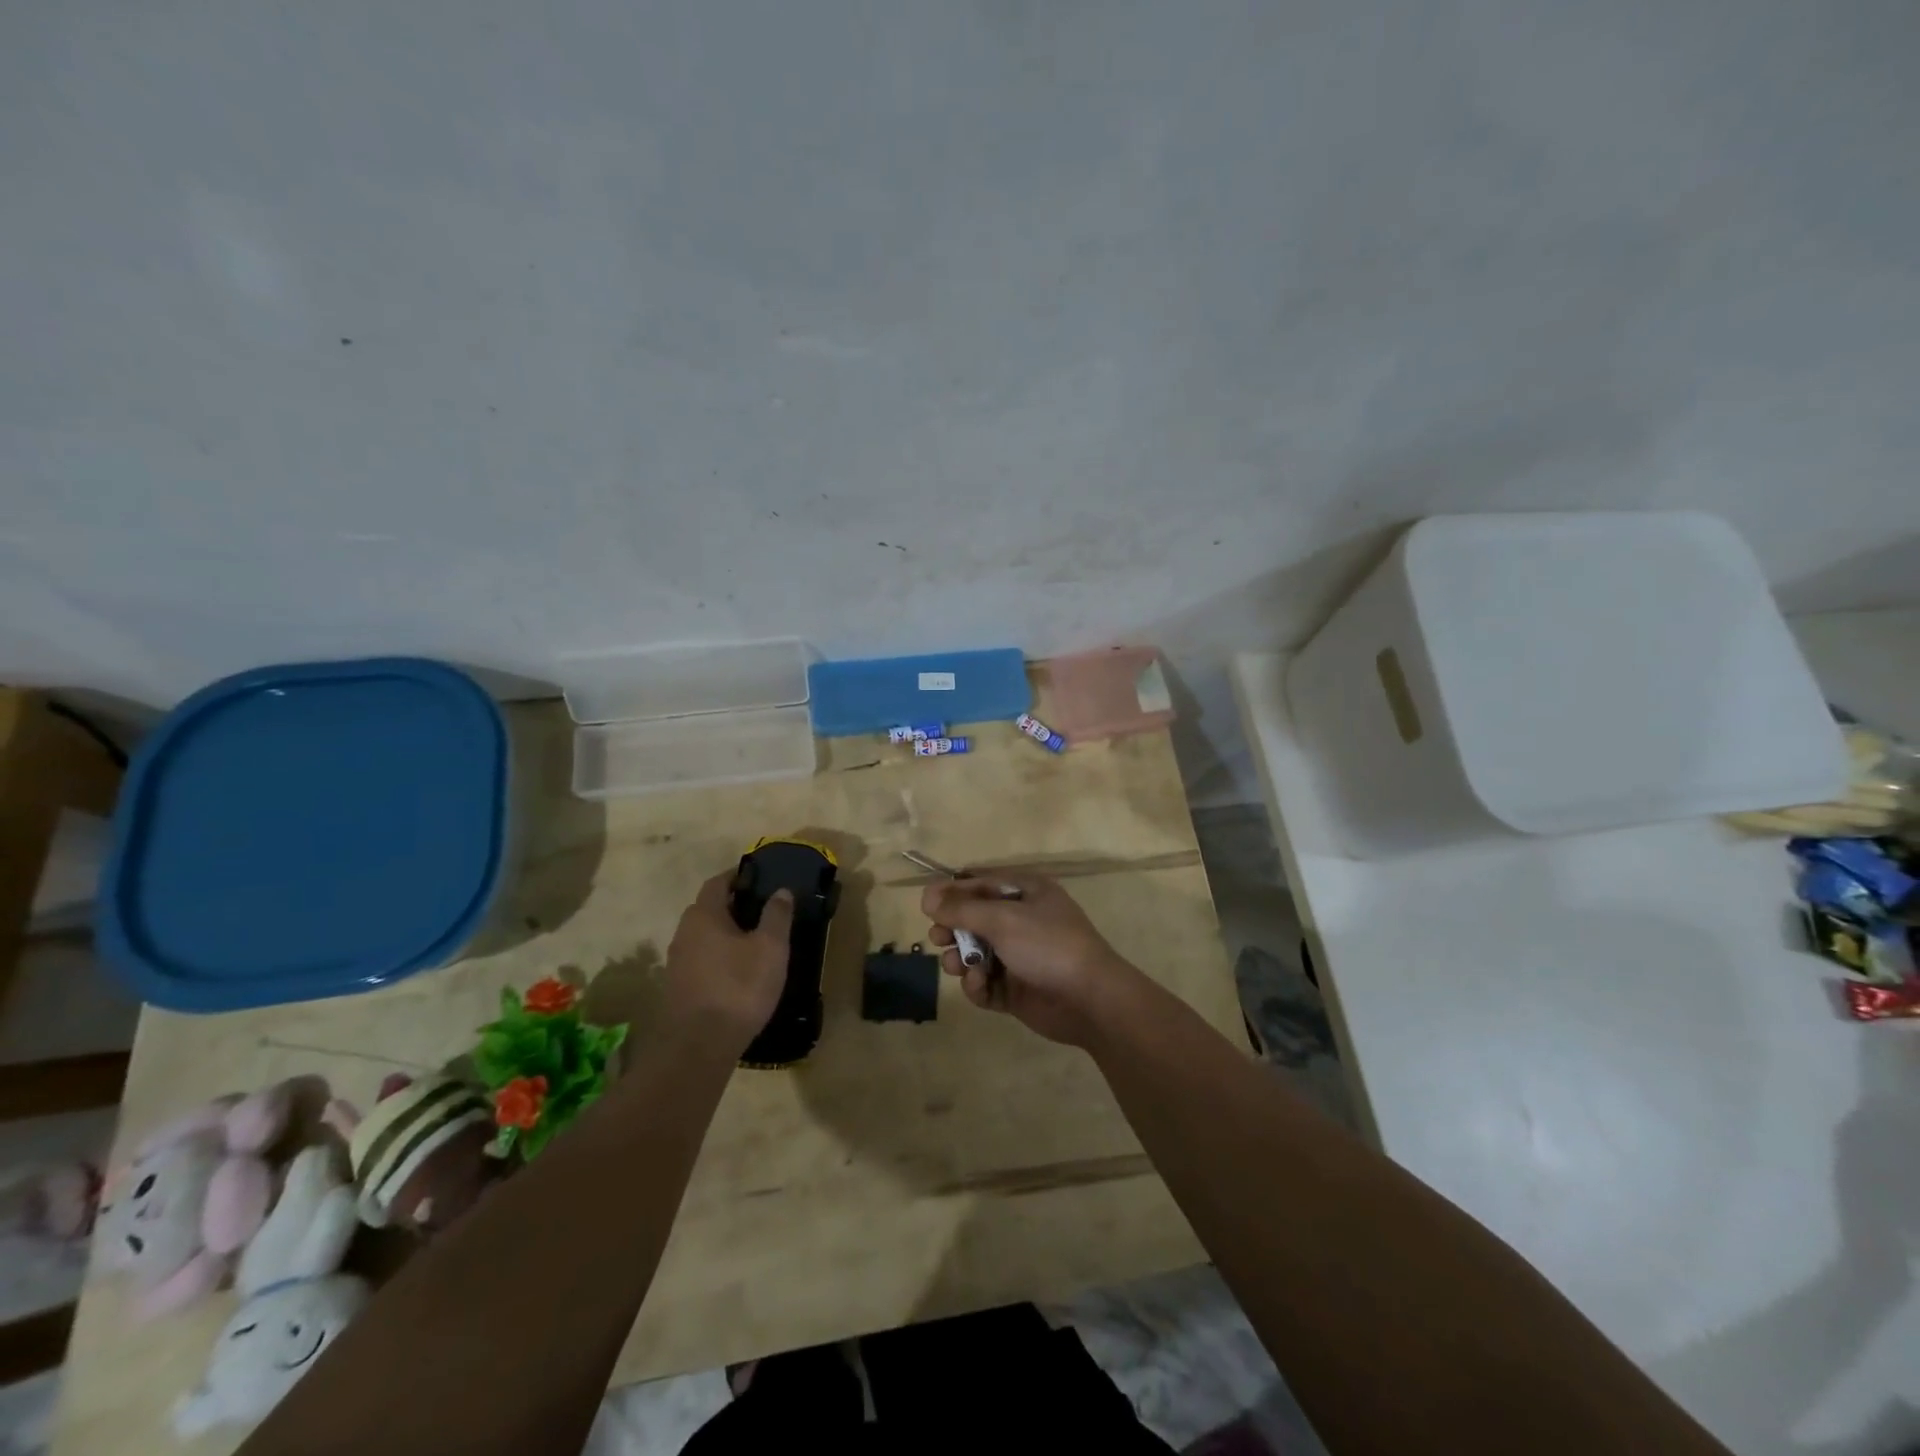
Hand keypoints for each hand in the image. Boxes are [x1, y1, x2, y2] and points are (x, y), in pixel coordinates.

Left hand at [664, 872, 793, 1051]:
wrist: (700, 1045)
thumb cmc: (739, 986)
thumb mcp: (771, 948)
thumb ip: (776, 915)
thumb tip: (781, 891)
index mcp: (704, 915)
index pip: (717, 883)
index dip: (737, 877)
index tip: (759, 878)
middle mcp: (684, 933)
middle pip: (707, 908)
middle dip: (732, 905)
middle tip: (761, 910)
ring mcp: (676, 962)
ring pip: (702, 936)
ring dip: (724, 933)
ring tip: (753, 941)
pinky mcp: (677, 987)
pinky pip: (700, 959)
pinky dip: (717, 956)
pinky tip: (737, 971)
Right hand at [922, 872, 1142, 1045]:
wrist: (1090, 999)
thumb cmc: (1047, 945)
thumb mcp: (1002, 919)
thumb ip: (962, 908)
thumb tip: (927, 897)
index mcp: (1026, 892)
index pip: (980, 883)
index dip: (952, 891)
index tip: (926, 904)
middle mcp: (1022, 920)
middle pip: (974, 918)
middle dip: (953, 928)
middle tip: (938, 938)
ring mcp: (1019, 956)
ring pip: (976, 952)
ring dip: (961, 958)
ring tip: (958, 965)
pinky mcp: (1016, 989)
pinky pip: (985, 982)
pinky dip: (977, 985)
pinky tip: (979, 986)